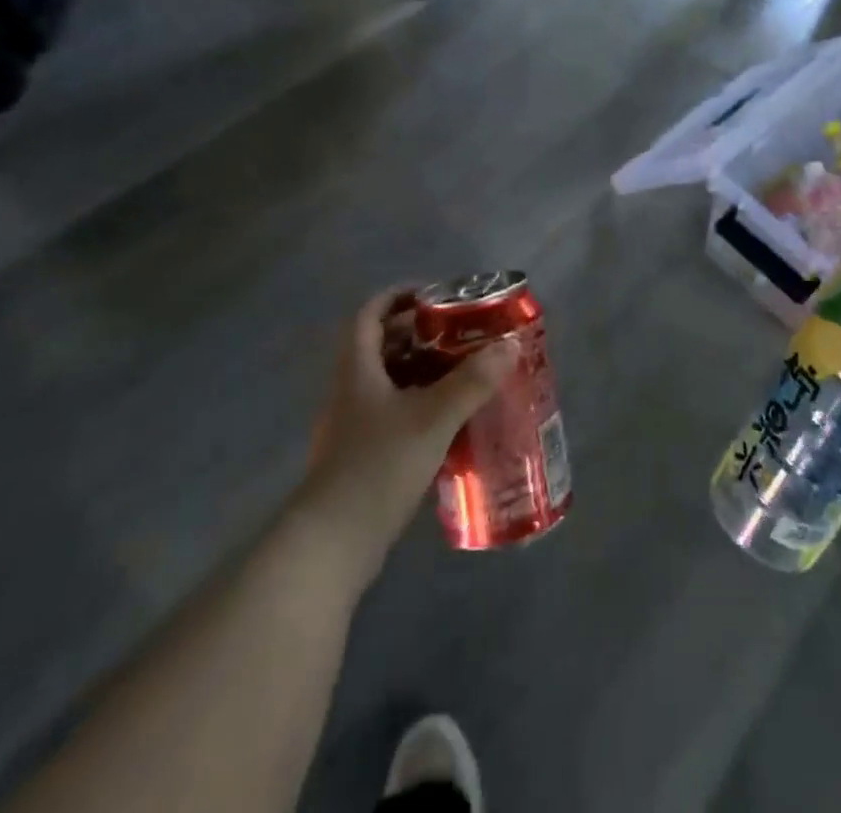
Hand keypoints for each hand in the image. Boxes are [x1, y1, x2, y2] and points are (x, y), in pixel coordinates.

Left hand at [295, 288, 519, 583]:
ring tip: (464, 370)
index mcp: (357, 369)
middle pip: (381, 345)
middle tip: (460, 332)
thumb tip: (509, 346)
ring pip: (389, 381)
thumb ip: (471, 382)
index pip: (369, 314)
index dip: (397, 296)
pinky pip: (393, 412)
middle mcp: (350, 390)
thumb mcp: (432, 418)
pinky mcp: (362, 456)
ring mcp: (353, 426)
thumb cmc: (377, 466)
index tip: (433, 294)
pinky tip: (449, 418)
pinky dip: (420, 404)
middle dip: (419, 333)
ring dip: (422, 370)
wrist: (331, 546)